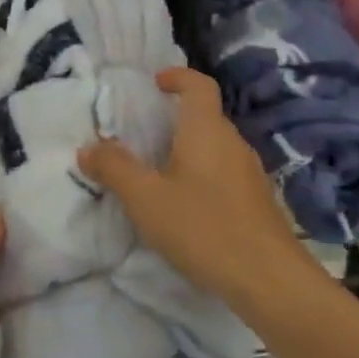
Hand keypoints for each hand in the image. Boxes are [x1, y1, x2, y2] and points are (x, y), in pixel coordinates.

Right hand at [79, 67, 310, 304]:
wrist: (269, 280)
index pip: (199, 85)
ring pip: (215, 147)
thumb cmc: (203, 228)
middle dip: (175, 118)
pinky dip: (202, 175)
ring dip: (188, 150)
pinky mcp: (257, 201)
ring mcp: (250, 173)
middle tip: (142, 134)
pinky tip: (186, 205)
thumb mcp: (145, 198)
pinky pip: (224, 172)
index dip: (178, 77)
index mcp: (206, 131)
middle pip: (206, 116)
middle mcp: (232, 143)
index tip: (155, 83)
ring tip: (158, 171)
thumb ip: (114, 168)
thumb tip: (89, 147)